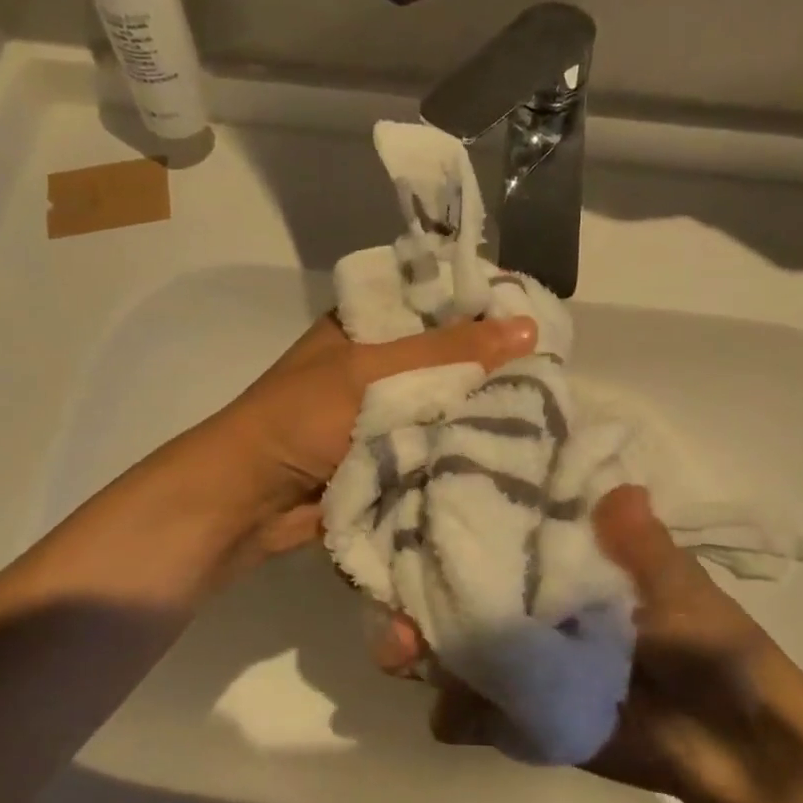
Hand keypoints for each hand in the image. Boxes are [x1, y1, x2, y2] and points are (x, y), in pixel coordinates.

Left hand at [206, 312, 537, 559]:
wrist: (249, 499)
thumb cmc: (301, 417)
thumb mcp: (372, 372)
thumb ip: (447, 352)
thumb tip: (528, 328)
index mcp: (368, 326)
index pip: (437, 302)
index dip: (483, 308)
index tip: (538, 318)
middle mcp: (381, 364)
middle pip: (448, 358)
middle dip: (491, 367)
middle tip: (552, 369)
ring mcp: (387, 412)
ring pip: (447, 404)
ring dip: (482, 411)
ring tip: (547, 408)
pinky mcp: (393, 456)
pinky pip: (438, 444)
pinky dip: (464, 447)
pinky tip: (514, 446)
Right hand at [381, 486, 802, 802]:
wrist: (733, 746)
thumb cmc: (713, 648)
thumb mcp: (684, 591)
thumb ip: (644, 550)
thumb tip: (620, 491)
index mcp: (567, 558)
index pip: (502, 526)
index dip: (463, 515)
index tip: (421, 502)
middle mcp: (533, 600)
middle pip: (462, 584)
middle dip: (423, 585)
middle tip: (395, 593)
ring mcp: (522, 656)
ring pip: (454, 642)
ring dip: (421, 645)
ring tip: (398, 650)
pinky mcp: (520, 711)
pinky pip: (470, 709)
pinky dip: (455, 711)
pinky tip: (450, 713)